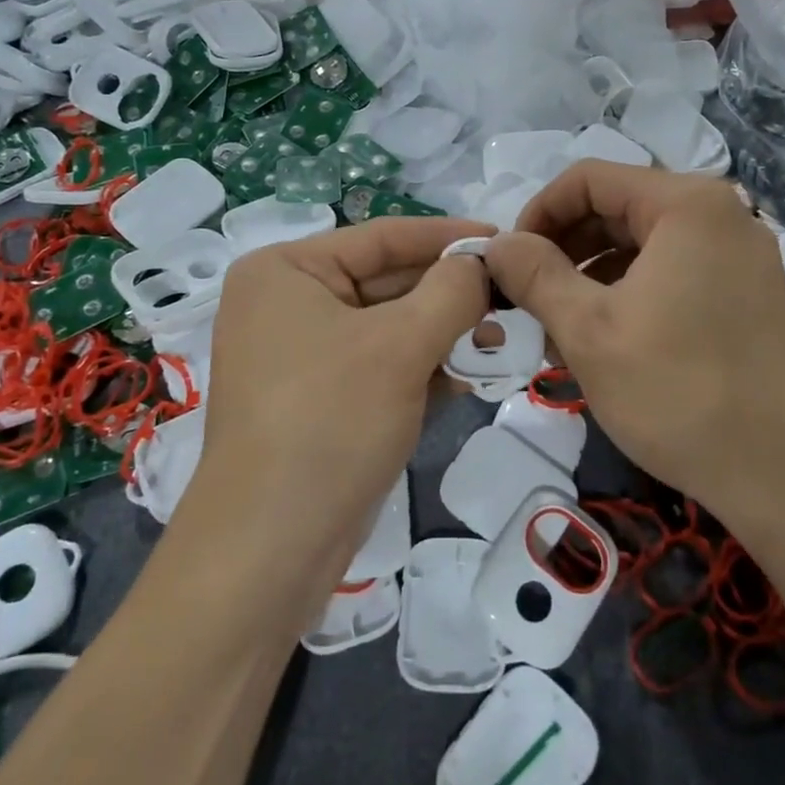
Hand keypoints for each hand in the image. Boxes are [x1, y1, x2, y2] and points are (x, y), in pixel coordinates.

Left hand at [194, 216, 490, 594]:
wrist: (271, 548)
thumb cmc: (330, 421)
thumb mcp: (400, 346)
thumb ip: (451, 292)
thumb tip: (481, 263)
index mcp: (286, 271)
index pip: (382, 237)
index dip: (448, 236)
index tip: (506, 239)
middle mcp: (287, 303)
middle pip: (387, 281)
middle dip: (450, 294)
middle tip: (513, 297)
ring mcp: (301, 354)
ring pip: (389, 327)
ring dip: (443, 334)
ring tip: (499, 343)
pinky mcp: (320, 399)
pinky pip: (380, 366)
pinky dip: (422, 368)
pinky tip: (468, 378)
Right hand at [485, 162, 784, 537]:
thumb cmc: (678, 392)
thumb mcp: (588, 330)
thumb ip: (534, 274)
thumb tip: (497, 243)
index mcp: (686, 204)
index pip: (588, 179)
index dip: (537, 214)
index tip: (509, 264)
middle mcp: (721, 215)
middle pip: (617, 209)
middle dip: (563, 251)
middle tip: (526, 301)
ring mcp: (740, 257)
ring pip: (642, 247)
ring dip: (590, 279)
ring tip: (556, 334)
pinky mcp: (748, 296)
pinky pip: (672, 275)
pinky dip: (628, 297)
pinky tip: (601, 346)